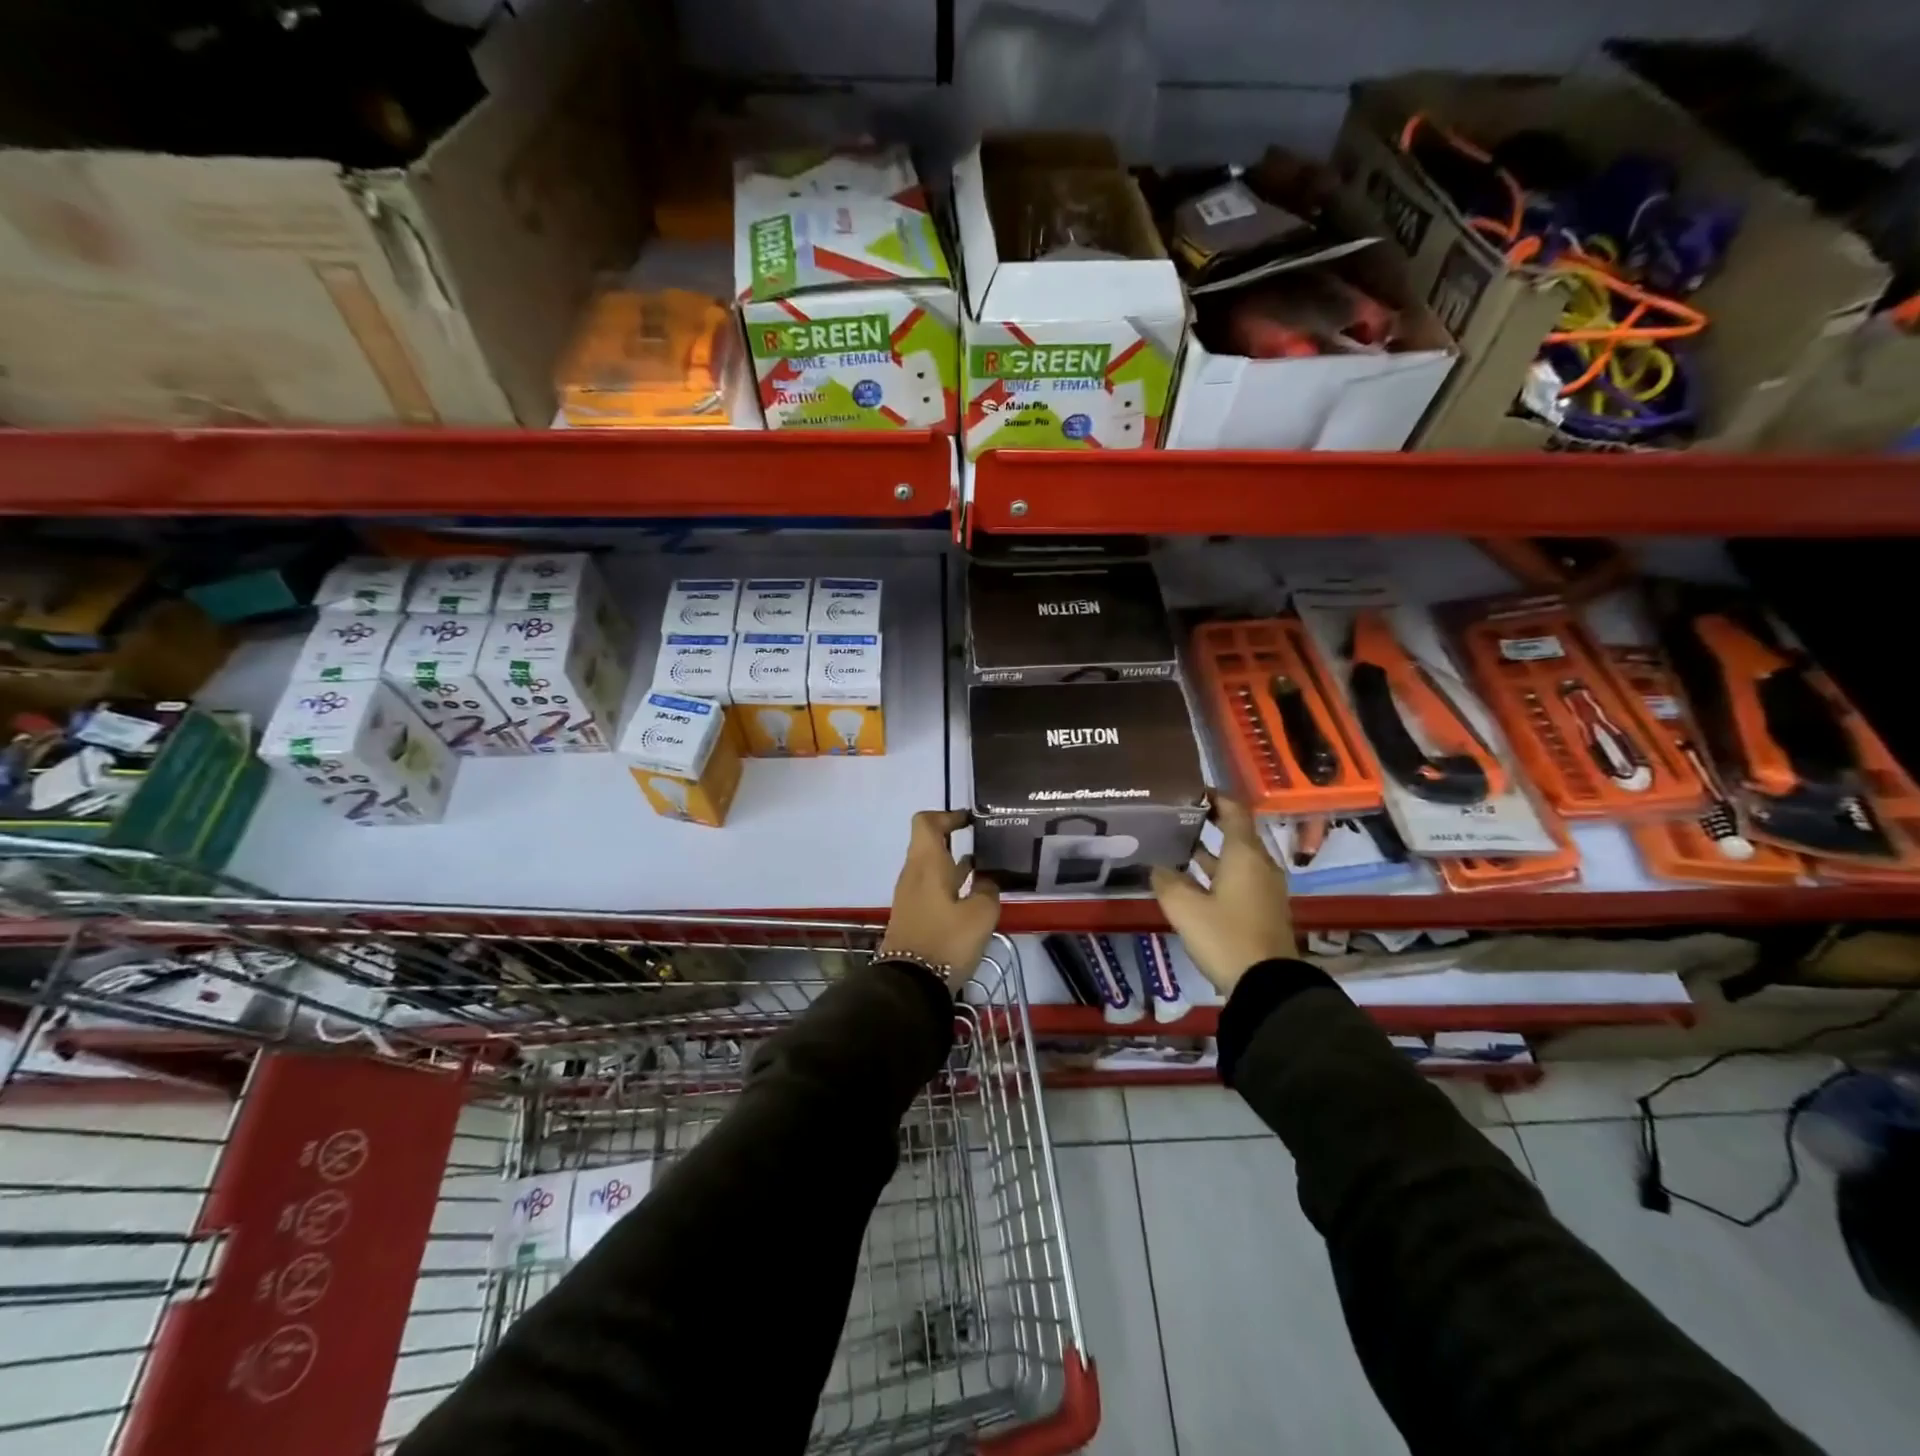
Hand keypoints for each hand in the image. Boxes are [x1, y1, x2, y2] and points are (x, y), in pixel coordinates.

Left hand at [880, 810, 1002, 987]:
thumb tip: (986, 879)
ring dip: (954, 863)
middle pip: (929, 843)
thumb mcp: (981, 914)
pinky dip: (950, 883)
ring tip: (985, 869)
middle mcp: (913, 873)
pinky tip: (972, 897)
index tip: (971, 822)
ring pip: (931, 866)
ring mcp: (910, 895)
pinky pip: (931, 887)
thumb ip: (988, 889)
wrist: (910, 984)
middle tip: (985, 845)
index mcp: (926, 863)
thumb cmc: (946, 941)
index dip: (948, 815)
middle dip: (955, 840)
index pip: (926, 822)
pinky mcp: (913, 914)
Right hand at [1150, 794, 1296, 995]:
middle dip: (1207, 823)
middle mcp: (1259, 865)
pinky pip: (1239, 879)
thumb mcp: (1185, 908)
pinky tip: (1190, 881)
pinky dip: (1216, 873)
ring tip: (1176, 846)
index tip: (1191, 790)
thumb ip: (1167, 881)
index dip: (1215, 797)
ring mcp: (1264, 889)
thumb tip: (1156, 866)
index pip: (1234, 811)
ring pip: (1235, 859)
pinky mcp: (1262, 909)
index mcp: (1245, 855)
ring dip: (1210, 851)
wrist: (1267, 985)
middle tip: (1175, 817)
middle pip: (1236, 833)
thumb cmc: (1226, 936)